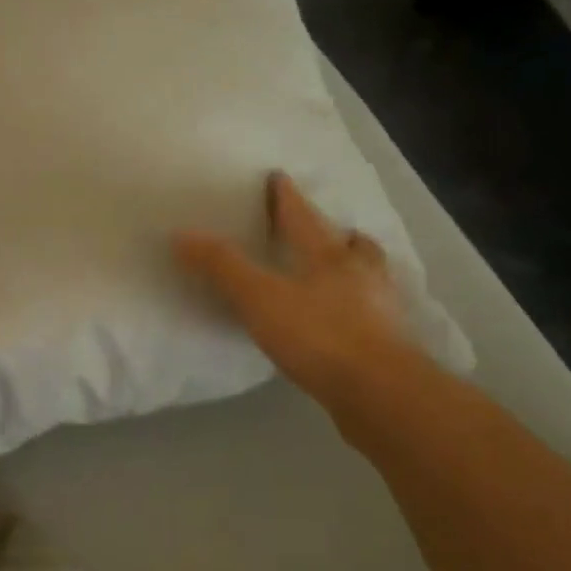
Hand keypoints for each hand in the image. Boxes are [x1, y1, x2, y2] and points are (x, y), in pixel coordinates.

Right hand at [174, 172, 416, 409]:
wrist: (379, 393)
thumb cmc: (319, 336)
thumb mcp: (260, 298)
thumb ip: (223, 267)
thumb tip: (182, 235)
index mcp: (330, 257)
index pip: (304, 217)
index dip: (287, 197)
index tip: (278, 177)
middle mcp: (361, 276)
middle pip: (352, 245)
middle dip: (337, 234)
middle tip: (327, 231)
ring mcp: (380, 311)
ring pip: (370, 279)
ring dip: (356, 271)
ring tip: (339, 276)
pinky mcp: (388, 346)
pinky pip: (372, 316)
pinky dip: (359, 311)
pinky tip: (345, 324)